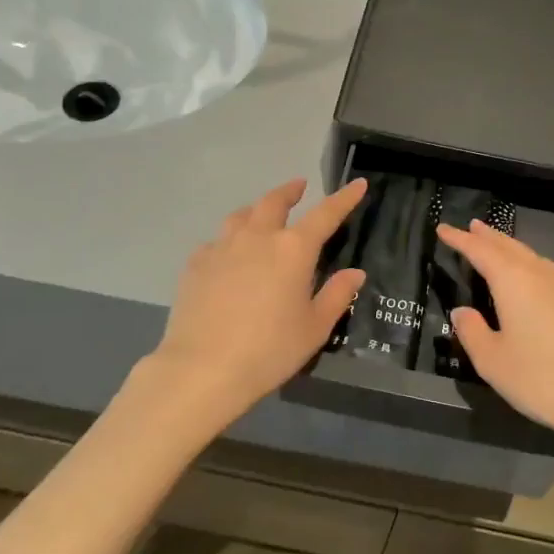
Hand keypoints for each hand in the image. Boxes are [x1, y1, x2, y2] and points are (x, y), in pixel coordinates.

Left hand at [144, 177, 366, 431]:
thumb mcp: (315, 328)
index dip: (343, 198)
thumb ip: (337, 295)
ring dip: (257, 209)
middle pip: (274, 201)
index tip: (357, 184)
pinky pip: (216, 241)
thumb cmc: (270, 350)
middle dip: (290, 191)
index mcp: (294, 249)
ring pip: (241, 216)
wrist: (203, 368)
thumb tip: (355, 273)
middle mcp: (258, 237)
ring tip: (262, 214)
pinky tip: (229, 255)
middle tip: (299, 187)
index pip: (326, 214)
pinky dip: (229, 241)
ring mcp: (222, 247)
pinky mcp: (196, 264)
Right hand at [437, 220, 553, 444]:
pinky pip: (542, 267)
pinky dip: (524, 260)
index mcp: (513, 281)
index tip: (442, 228)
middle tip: (469, 226)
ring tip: (492, 241)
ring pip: (528, 254)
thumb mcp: (492, 361)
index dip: (460, 239)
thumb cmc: (541, 378)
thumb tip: (461, 311)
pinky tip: (525, 272)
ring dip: (507, 245)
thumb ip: (472, 331)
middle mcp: (538, 273)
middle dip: (486, 236)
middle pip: (507, 246)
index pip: (480, 251)